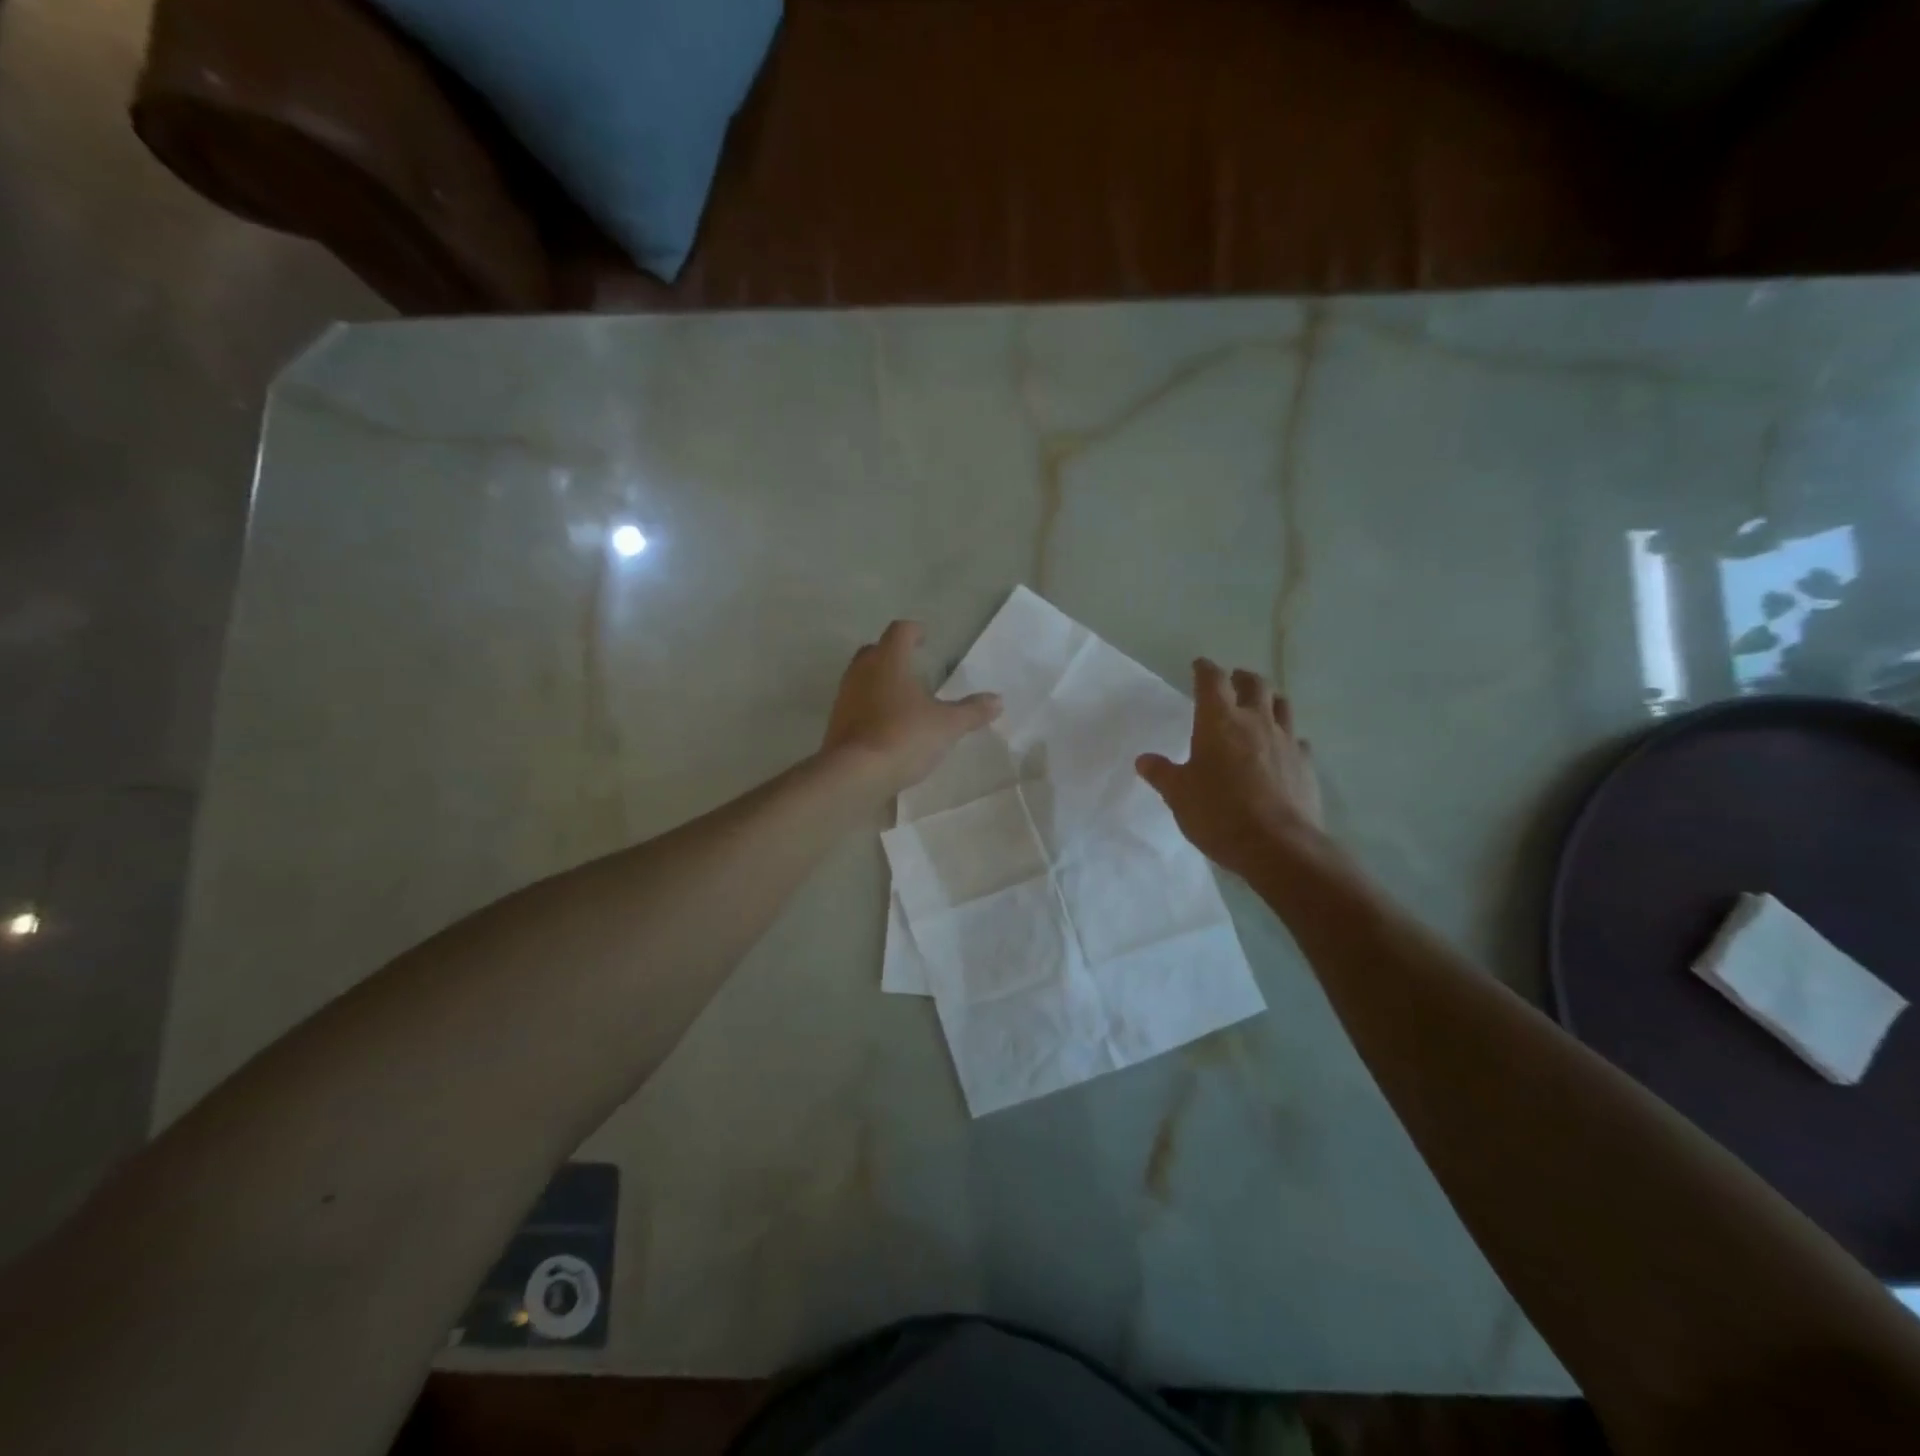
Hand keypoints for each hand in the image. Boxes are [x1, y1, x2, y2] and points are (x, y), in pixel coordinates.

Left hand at [823, 621, 1001, 793]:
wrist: (854, 774)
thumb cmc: (904, 737)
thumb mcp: (947, 726)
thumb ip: (971, 711)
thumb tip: (997, 700)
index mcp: (889, 661)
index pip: (900, 631)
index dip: (914, 631)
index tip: (924, 637)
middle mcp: (862, 672)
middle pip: (875, 651)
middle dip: (893, 654)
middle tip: (912, 666)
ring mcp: (845, 698)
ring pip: (862, 678)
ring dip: (880, 682)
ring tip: (902, 698)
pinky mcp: (836, 723)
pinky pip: (856, 705)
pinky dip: (870, 707)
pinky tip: (886, 725)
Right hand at [1136, 659, 1323, 875]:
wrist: (1278, 845)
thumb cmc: (1219, 813)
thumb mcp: (1179, 795)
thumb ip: (1162, 774)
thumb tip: (1144, 760)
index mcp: (1219, 721)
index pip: (1212, 681)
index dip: (1205, 669)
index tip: (1199, 665)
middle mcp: (1256, 722)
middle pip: (1254, 684)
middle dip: (1241, 678)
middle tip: (1233, 680)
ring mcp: (1286, 741)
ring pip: (1281, 705)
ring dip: (1269, 700)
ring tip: (1261, 705)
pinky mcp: (1306, 764)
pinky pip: (1298, 740)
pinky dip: (1288, 737)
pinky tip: (1282, 749)